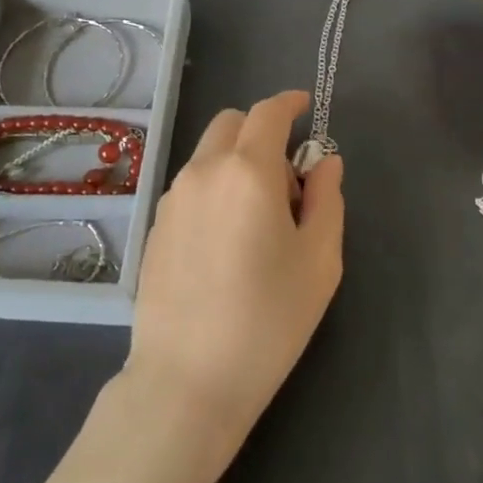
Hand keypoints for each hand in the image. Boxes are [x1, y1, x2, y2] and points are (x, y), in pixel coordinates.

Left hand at [122, 90, 344, 469]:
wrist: (188, 380)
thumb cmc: (268, 320)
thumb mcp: (318, 261)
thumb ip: (326, 199)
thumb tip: (325, 162)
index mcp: (248, 171)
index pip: (268, 113)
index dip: (289, 103)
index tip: (305, 107)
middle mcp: (203, 171)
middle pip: (231, 123)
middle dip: (261, 132)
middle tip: (286, 181)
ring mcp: (173, 198)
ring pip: (208, 154)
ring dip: (236, 161)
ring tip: (257, 219)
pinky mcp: (156, 226)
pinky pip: (191, 185)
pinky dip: (214, 187)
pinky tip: (226, 241)